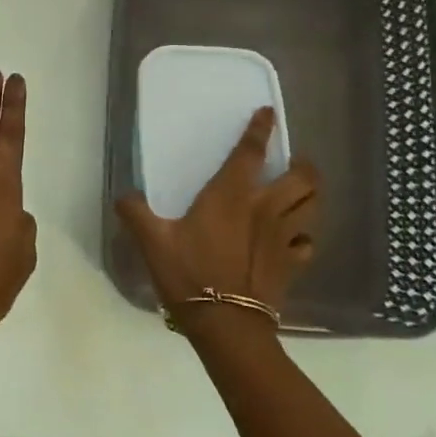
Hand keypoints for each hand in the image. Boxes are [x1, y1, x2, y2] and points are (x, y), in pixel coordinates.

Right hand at [115, 107, 319, 332]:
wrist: (226, 324)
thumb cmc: (189, 274)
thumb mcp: (152, 241)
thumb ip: (135, 213)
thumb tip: (123, 196)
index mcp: (231, 194)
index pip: (251, 151)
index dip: (260, 129)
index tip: (267, 113)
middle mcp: (265, 208)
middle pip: (302, 177)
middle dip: (303, 165)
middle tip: (292, 164)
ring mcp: (283, 237)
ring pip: (312, 206)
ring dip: (310, 195)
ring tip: (300, 194)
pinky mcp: (292, 264)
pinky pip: (308, 243)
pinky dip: (304, 236)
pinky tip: (293, 240)